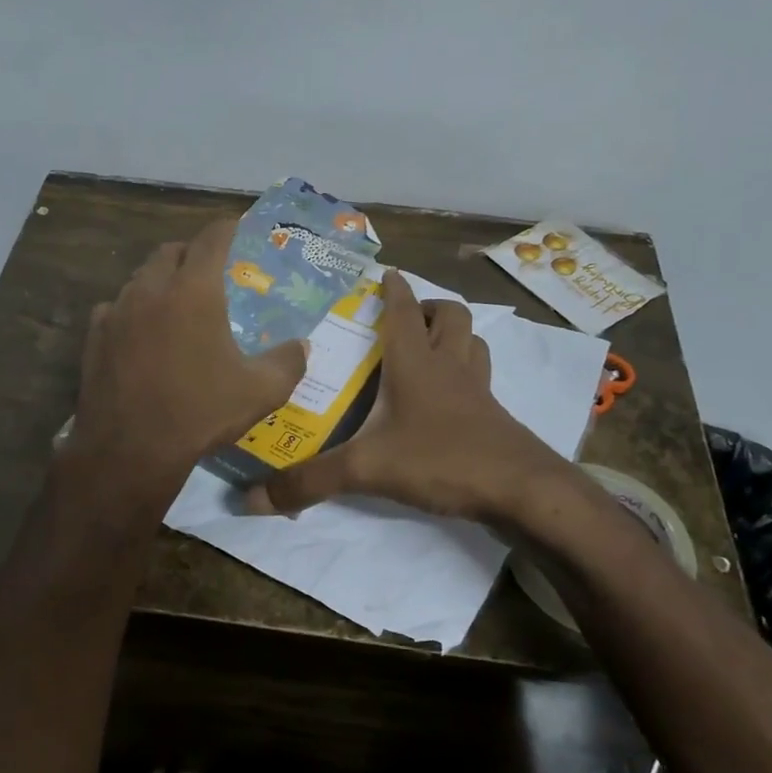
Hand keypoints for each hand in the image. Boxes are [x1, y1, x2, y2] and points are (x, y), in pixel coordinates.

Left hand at [66, 220, 307, 495]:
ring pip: (140, 278)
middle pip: (171, 251)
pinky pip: (116, 308)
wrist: (130, 449)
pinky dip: (133, 311)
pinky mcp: (94, 336)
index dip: (228, 228)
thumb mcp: (261, 391)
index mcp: (194, 290)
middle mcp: (151, 289)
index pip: (212, 238)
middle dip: (192, 254)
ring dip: (161, 281)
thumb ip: (289, 361)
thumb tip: (301, 346)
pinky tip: (142, 336)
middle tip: (210, 274)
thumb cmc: (200, 412)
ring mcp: (117, 311)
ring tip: (177, 305)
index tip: (239, 230)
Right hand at [245, 270, 564, 521]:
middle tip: (407, 318)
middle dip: (430, 308)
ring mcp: (479, 391)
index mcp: (417, 363)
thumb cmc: (442, 459)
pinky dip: (468, 374)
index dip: (394, 289)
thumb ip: (310, 481)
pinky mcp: (495, 418)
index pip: (404, 311)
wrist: (521, 490)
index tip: (385, 273)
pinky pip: (483, 380)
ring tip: (432, 348)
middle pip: (451, 317)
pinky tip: (451, 399)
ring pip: (474, 344)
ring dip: (455, 336)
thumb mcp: (367, 469)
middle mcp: (450, 367)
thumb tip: (251, 499)